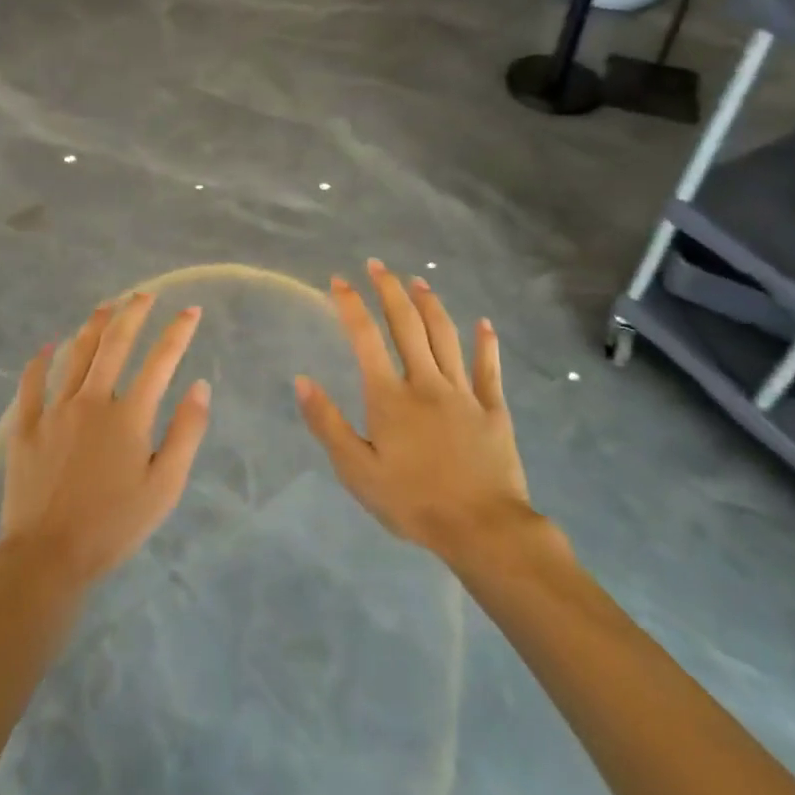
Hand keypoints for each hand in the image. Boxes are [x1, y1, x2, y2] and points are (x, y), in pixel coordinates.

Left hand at [0, 292, 212, 588]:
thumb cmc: (113, 525)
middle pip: (114, 344)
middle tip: (143, 295)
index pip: (160, 361)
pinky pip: (31, 385)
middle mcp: (92, 401)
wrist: (47, 558)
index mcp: (129, 415)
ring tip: (105, 307)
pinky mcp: (25, 428)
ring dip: (92, 326)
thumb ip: (186, 432)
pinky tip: (46, 347)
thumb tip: (200, 386)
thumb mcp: (165, 486)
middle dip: (132, 313)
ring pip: (75, 355)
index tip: (191, 310)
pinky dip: (39, 362)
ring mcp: (55, 411)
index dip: (178, 331)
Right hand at [295, 259, 542, 561]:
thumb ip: (328, 424)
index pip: (365, 339)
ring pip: (445, 336)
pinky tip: (484, 324)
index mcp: (390, 397)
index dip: (350, 305)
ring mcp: (463, 392)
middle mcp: (426, 382)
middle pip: (406, 325)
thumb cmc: (413, 503)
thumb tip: (302, 381)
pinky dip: (486, 343)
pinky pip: (489, 369)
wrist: (482, 529)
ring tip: (418, 280)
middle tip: (377, 265)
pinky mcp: (493, 409)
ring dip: (430, 304)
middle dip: (389, 290)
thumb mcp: (357, 472)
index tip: (339, 280)